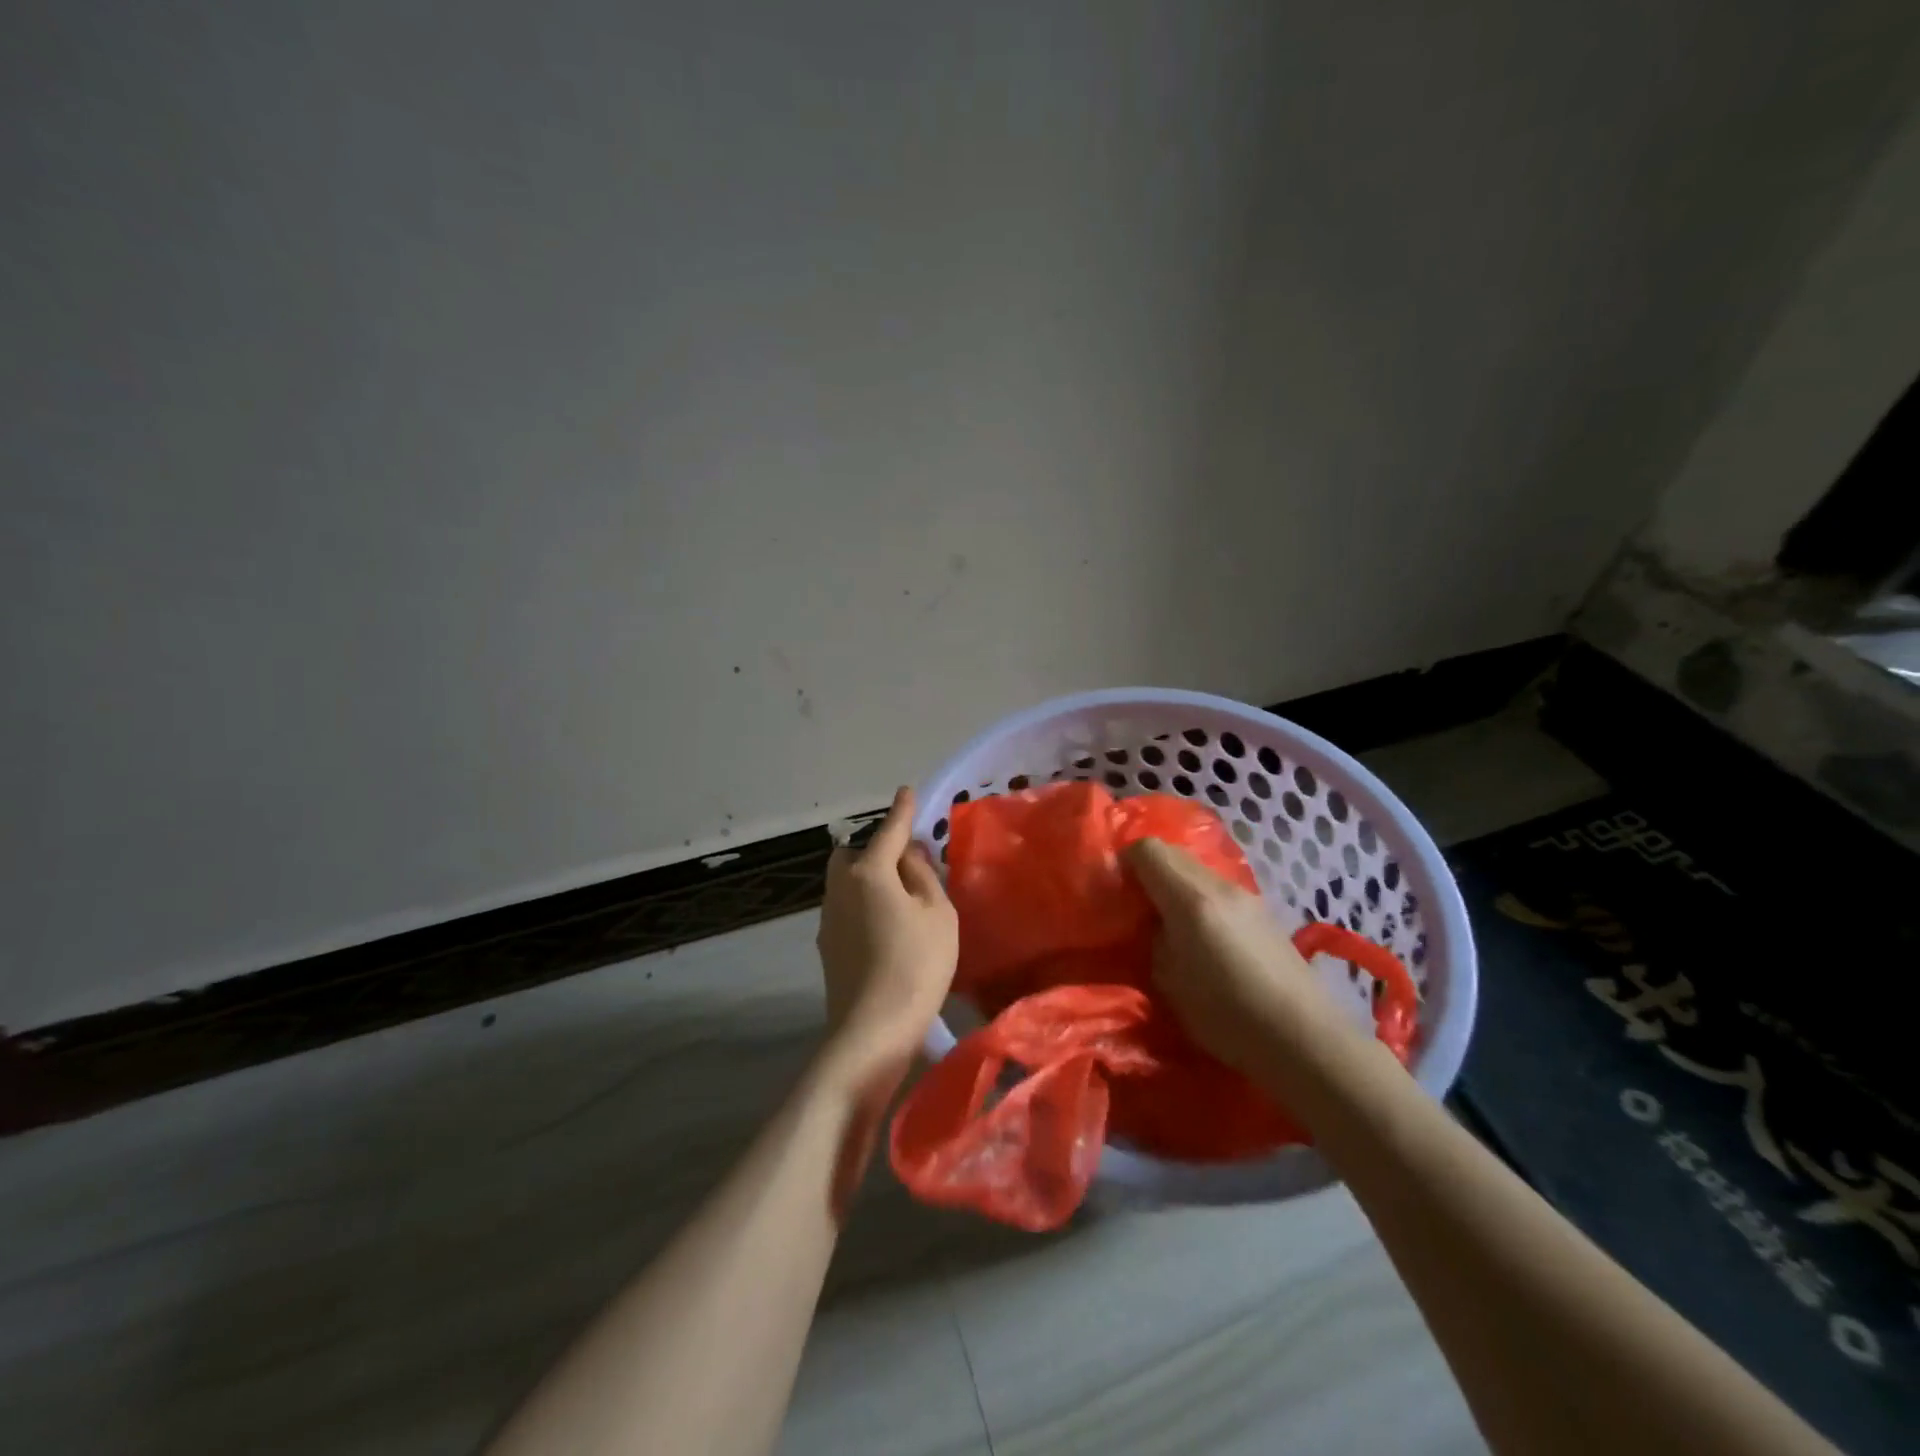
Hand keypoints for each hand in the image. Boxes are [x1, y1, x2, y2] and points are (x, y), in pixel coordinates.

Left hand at [816, 787, 958, 1094]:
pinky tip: (885, 925)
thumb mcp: (937, 913)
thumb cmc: (916, 965)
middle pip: (854, 854)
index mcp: (868, 872)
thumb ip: (922, 875)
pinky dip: (864, 904)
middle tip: (906, 861)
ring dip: (869, 878)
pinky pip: (846, 908)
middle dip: (876, 849)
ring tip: (900, 896)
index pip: (888, 831)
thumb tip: (908, 855)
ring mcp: (828, 918)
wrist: (873, 1030)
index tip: (907, 792)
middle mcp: (840, 888)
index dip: (902, 811)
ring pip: (846, 882)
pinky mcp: (827, 946)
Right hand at [1123, 838, 1353, 1075]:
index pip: (1147, 849)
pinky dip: (1200, 898)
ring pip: (1197, 869)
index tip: (1115, 891)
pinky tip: (1203, 936)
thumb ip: (1152, 940)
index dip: (1124, 862)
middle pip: (1172, 853)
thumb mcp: (1169, 982)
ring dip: (1176, 885)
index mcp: (1190, 898)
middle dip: (1148, 871)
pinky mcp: (1263, 911)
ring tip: (1169, 923)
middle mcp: (1219, 885)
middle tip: (1136, 907)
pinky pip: (1218, 888)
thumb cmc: (1228, 1015)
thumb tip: (1148, 924)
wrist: (1304, 1037)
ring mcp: (1246, 895)